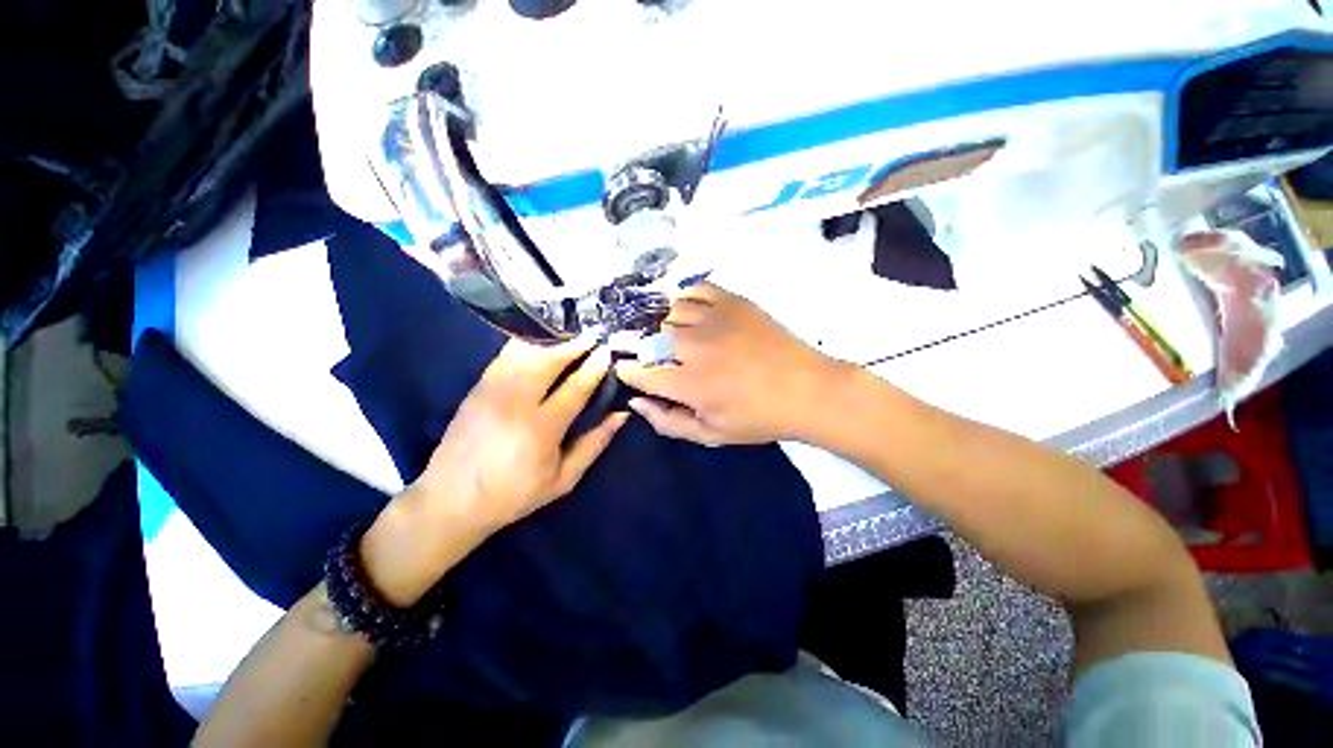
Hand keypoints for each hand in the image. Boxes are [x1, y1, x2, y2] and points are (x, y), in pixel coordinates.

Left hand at [361, 339, 628, 605]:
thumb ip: (594, 444)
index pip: (575, 387)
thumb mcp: (563, 479)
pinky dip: (526, 344)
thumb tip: (620, 414)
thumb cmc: (513, 494)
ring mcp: (492, 390)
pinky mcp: (477, 387)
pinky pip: (506, 356)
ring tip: (570, 335)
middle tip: (592, 335)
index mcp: (541, 428)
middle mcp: (515, 402)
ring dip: (551, 340)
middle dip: (574, 344)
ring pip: (525, 352)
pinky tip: (540, 342)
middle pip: (549, 360)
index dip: (595, 367)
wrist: (449, 500)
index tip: (607, 351)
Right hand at [616, 283, 847, 444]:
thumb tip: (636, 401)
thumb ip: (667, 421)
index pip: (639, 372)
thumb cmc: (758, 417)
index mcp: (690, 385)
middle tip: (661, 360)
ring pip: (669, 313)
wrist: (807, 389)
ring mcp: (714, 319)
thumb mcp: (711, 435)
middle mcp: (695, 347)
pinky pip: (694, 290)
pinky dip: (687, 301)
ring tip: (680, 340)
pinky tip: (696, 317)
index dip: (628, 372)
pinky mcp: (733, 301)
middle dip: (646, 351)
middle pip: (649, 339)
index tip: (629, 372)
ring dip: (667, 328)